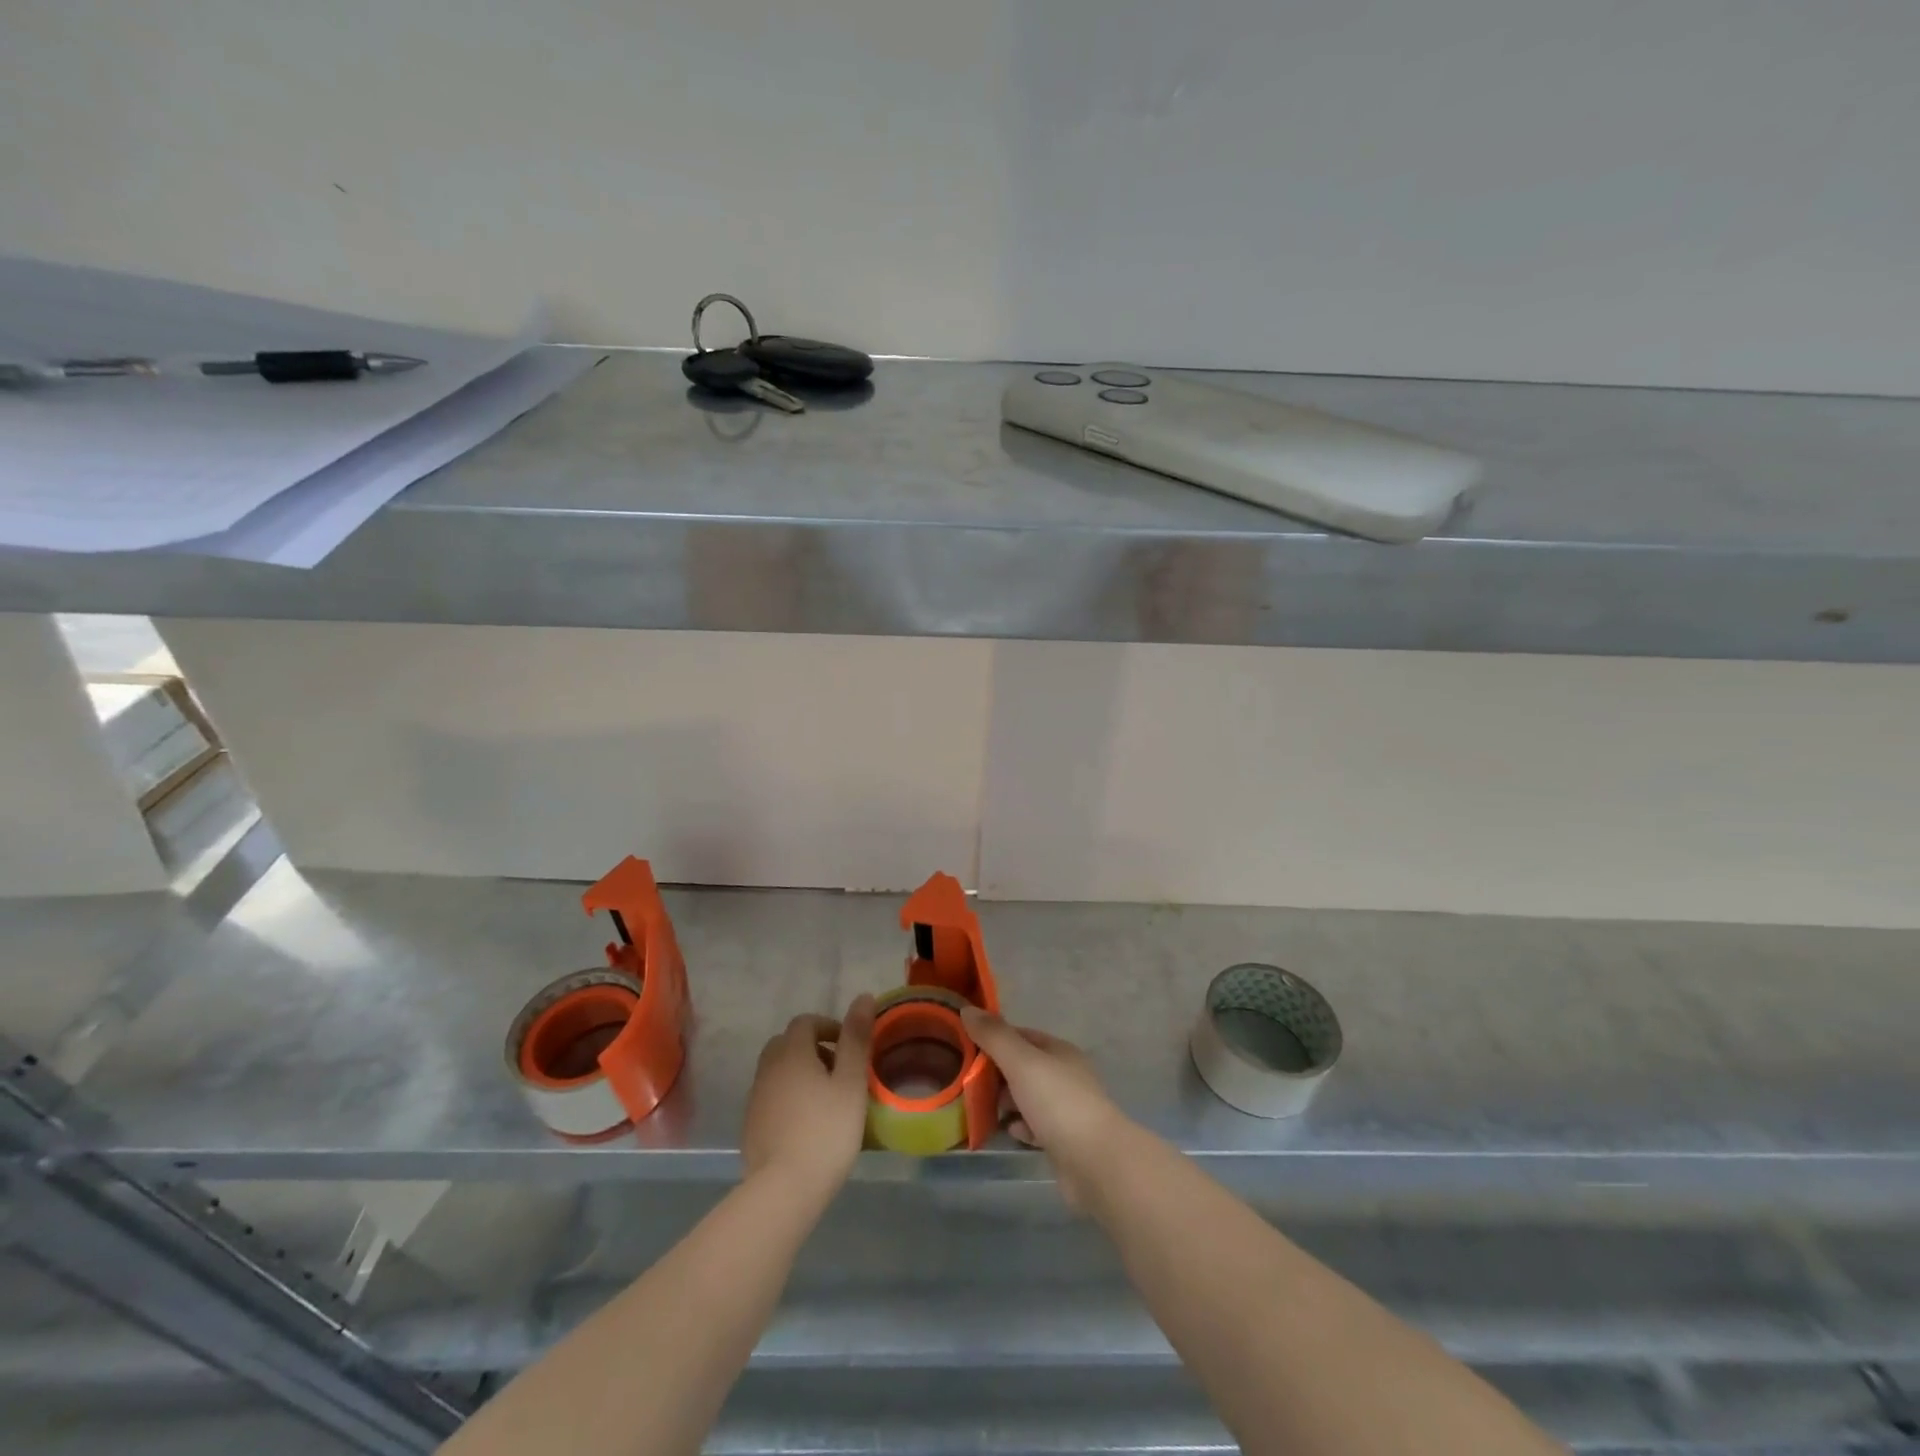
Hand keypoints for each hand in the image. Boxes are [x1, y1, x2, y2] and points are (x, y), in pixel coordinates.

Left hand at [742, 994, 876, 1201]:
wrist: (784, 1189)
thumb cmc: (826, 1130)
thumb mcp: (851, 1082)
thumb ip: (856, 1038)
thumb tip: (864, 997)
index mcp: (792, 1052)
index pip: (805, 1022)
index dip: (829, 1026)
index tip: (849, 1047)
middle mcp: (768, 1068)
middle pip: (786, 1043)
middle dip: (811, 1048)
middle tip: (837, 1070)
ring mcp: (755, 1097)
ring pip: (776, 1070)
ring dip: (798, 1072)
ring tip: (824, 1098)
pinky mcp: (750, 1125)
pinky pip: (770, 1096)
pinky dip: (787, 1096)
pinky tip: (805, 1122)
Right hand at [960, 1007, 1128, 1208]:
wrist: (1095, 1163)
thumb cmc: (1057, 1102)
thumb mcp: (1021, 1062)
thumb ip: (994, 1036)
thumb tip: (967, 1009)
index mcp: (1059, 1051)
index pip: (1021, 1035)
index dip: (994, 1038)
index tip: (965, 1046)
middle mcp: (1065, 1075)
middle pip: (1023, 1067)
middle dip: (996, 1073)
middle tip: (965, 1081)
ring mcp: (1066, 1109)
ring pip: (1028, 1098)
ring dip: (1006, 1101)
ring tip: (977, 1107)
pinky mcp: (1064, 1140)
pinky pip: (1035, 1127)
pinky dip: (1020, 1127)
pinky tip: (1007, 1131)